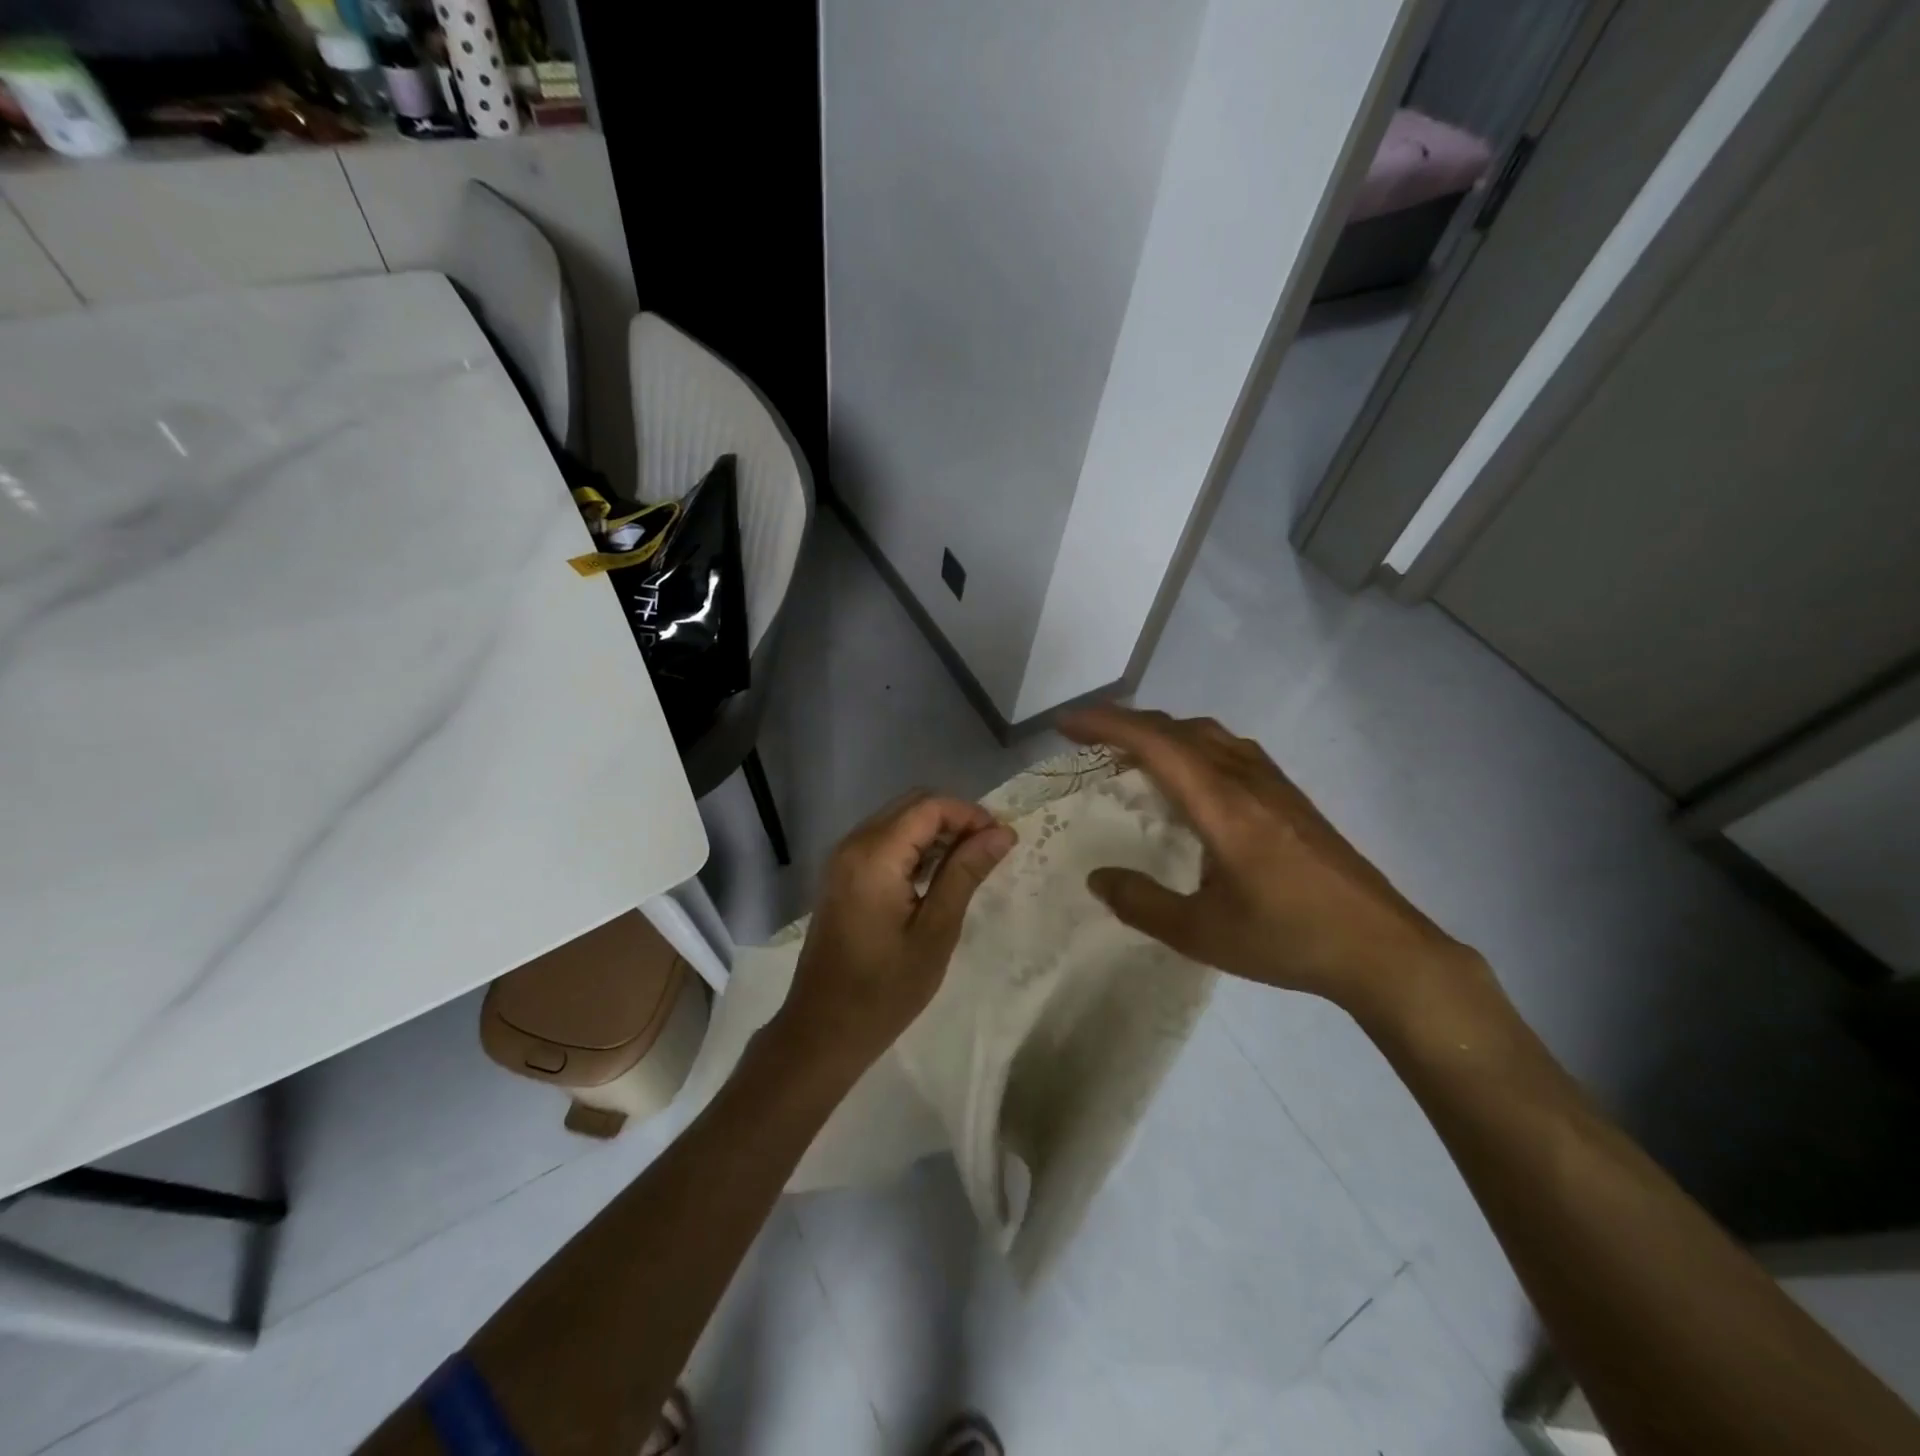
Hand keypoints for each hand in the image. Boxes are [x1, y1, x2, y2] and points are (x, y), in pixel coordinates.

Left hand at [778, 792, 1015, 1071]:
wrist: (823, 1030)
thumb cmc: (885, 989)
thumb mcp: (935, 931)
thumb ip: (965, 873)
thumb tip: (1002, 832)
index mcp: (874, 855)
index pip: (930, 806)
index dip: (970, 814)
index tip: (1002, 841)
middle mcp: (853, 844)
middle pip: (912, 806)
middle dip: (955, 819)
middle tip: (989, 852)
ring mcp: (842, 859)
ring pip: (897, 821)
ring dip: (935, 832)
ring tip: (969, 865)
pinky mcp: (841, 876)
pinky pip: (882, 841)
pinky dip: (913, 847)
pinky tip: (935, 877)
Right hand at [1062, 705, 1485, 1022]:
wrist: (1383, 949)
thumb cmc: (1289, 940)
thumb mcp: (1203, 934)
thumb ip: (1142, 904)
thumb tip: (1097, 878)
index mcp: (1223, 806)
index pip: (1156, 744)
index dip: (1106, 725)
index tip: (1066, 724)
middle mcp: (1246, 780)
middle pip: (1178, 729)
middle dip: (1126, 722)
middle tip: (1086, 738)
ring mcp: (1273, 785)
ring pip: (1207, 734)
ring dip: (1162, 731)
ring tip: (1130, 752)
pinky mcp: (1290, 797)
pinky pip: (1228, 749)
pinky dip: (1191, 745)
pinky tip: (1188, 777)